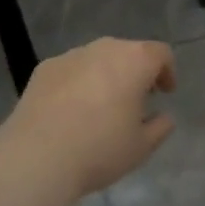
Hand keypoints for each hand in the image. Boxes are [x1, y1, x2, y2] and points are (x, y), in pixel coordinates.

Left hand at [0, 37, 176, 204]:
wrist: (37, 156)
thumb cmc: (100, 149)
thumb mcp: (142, 147)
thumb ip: (160, 127)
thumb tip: (163, 117)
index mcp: (134, 61)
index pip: (160, 54)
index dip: (167, 72)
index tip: (165, 93)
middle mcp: (103, 49)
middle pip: (127, 52)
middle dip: (135, 72)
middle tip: (135, 101)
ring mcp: (70, 56)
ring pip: (97, 60)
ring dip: (105, 76)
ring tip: (101, 108)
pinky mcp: (43, 69)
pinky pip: (71, 70)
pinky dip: (77, 83)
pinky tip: (70, 112)